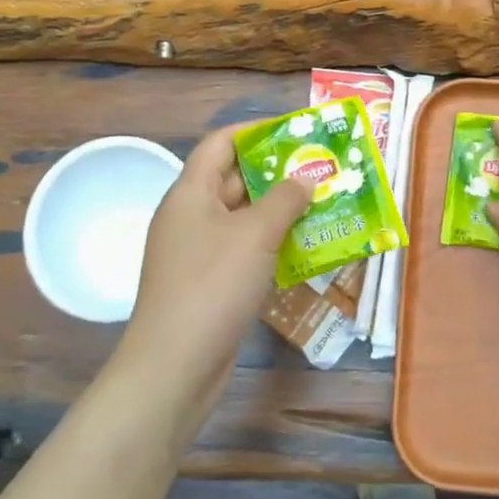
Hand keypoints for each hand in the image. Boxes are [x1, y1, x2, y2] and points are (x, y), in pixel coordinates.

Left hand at [118, 123, 310, 407]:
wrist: (175, 366)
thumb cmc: (213, 285)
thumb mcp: (255, 234)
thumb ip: (285, 199)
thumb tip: (305, 179)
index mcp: (190, 193)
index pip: (221, 143)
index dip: (257, 132)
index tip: (297, 132)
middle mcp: (191, 216)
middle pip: (235, 179)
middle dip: (278, 172)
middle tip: (322, 168)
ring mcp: (198, 251)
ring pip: (244, 217)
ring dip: (280, 210)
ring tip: (324, 203)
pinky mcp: (209, 282)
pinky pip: (244, 249)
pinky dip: (272, 243)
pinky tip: (305, 247)